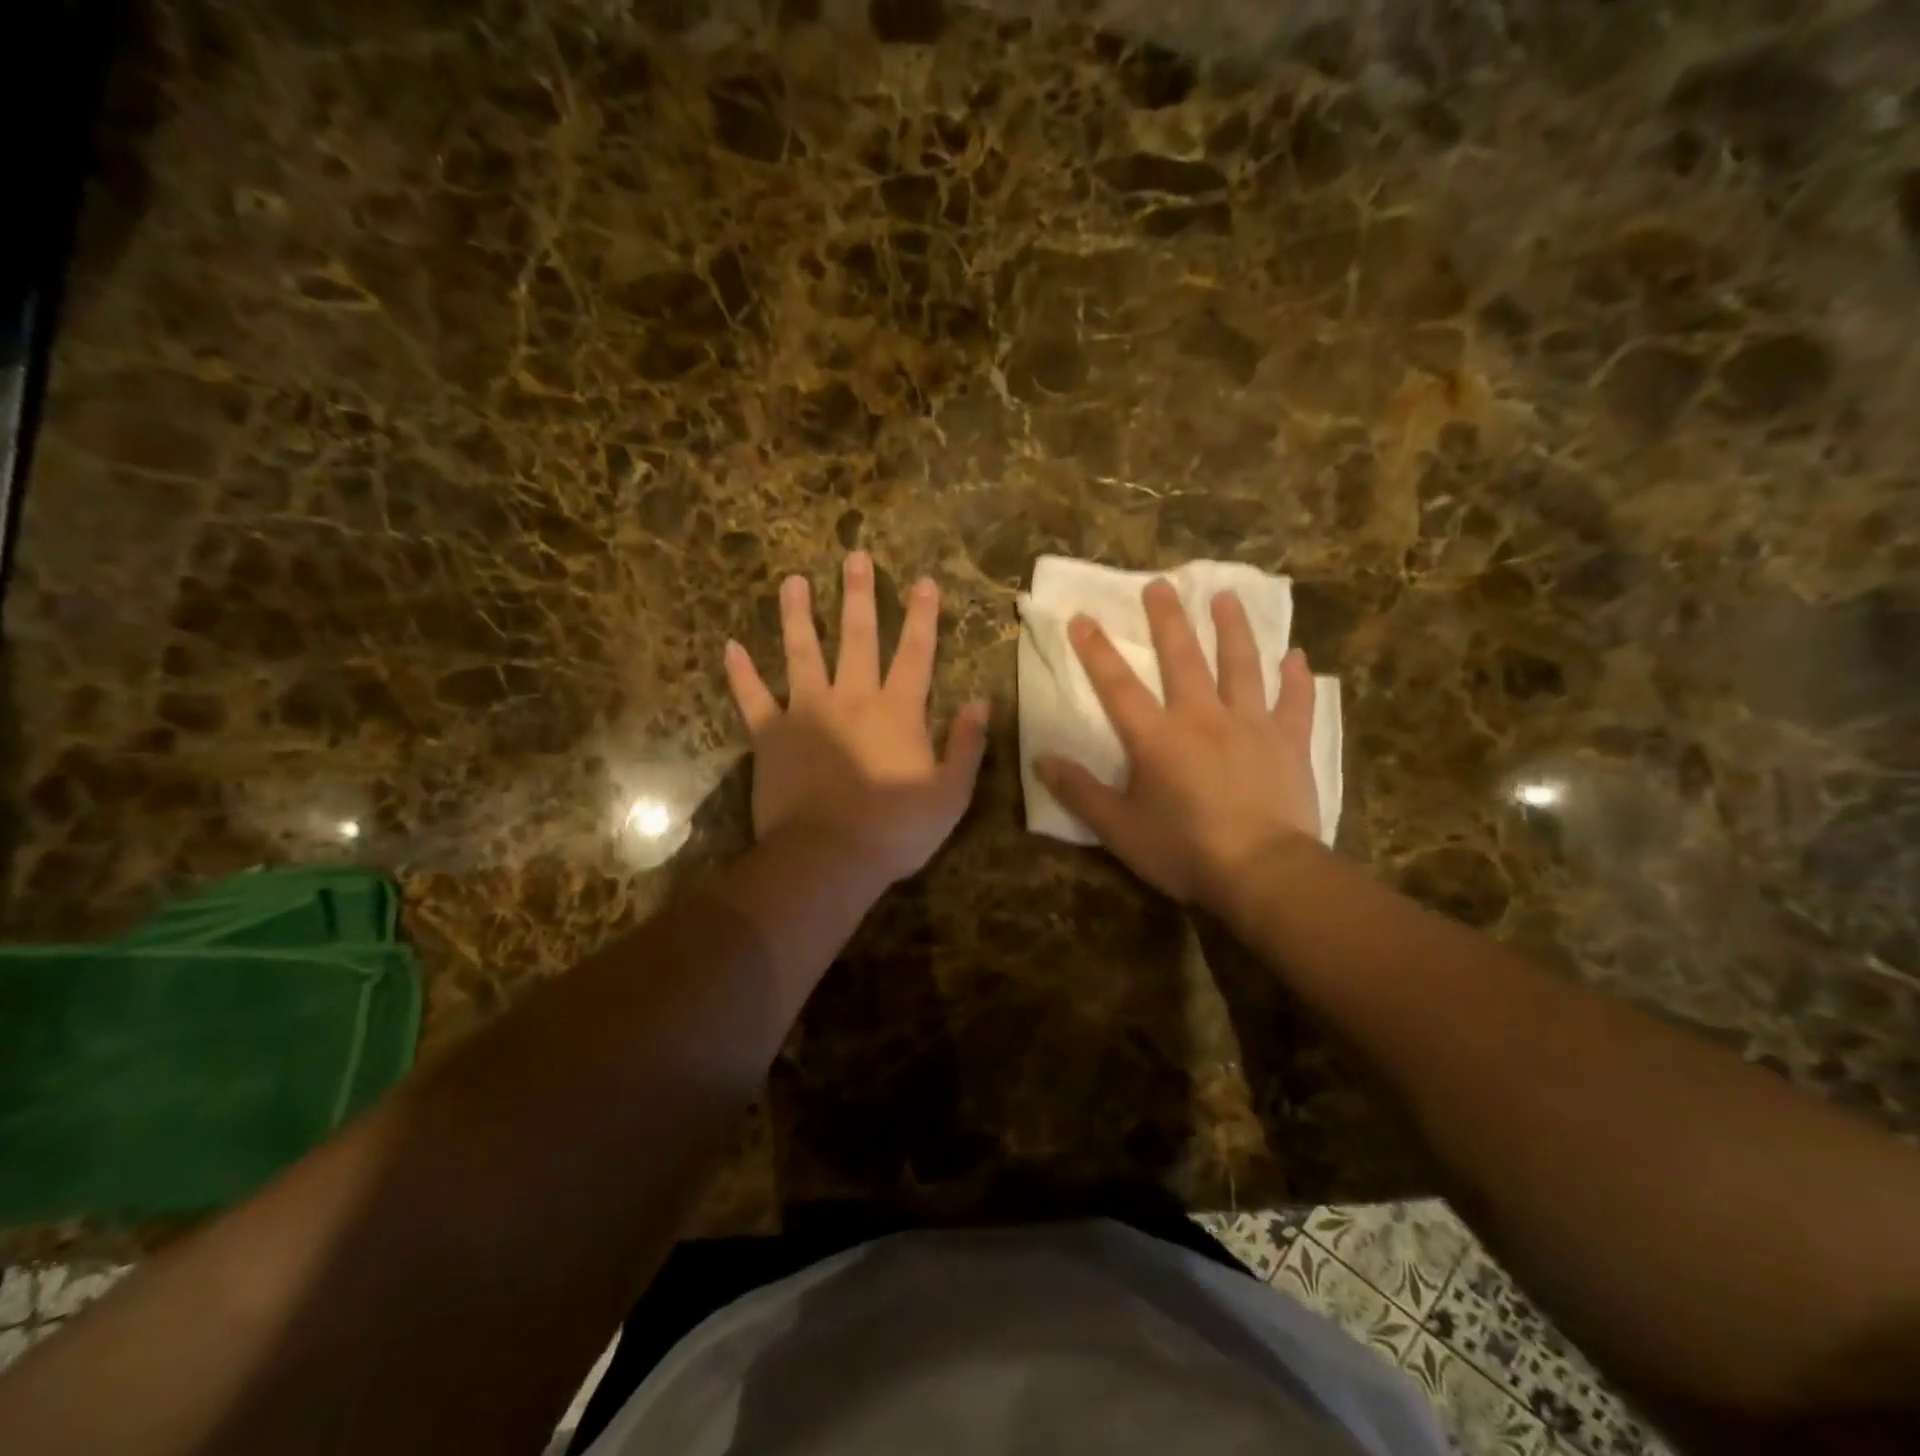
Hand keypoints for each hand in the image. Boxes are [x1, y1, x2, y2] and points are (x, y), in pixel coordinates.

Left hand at [724, 551, 988, 886]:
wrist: (829, 858)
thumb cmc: (896, 830)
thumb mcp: (951, 793)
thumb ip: (967, 744)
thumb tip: (983, 701)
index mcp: (898, 711)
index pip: (916, 652)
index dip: (923, 615)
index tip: (924, 580)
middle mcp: (852, 698)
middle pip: (857, 637)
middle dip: (858, 595)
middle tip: (855, 556)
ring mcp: (806, 712)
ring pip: (802, 652)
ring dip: (797, 615)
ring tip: (792, 581)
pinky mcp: (770, 735)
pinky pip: (752, 697)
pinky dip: (741, 673)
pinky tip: (731, 647)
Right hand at [1034, 580, 1320, 912]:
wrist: (1263, 872)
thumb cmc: (1184, 850)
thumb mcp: (1119, 829)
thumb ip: (1080, 792)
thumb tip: (1042, 760)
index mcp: (1157, 737)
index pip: (1118, 686)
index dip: (1096, 650)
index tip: (1082, 617)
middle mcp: (1202, 717)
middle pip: (1183, 658)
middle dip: (1168, 619)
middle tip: (1160, 584)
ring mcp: (1251, 725)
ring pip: (1241, 665)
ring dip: (1232, 629)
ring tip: (1226, 597)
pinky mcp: (1290, 743)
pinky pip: (1295, 702)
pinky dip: (1297, 678)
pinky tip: (1297, 656)